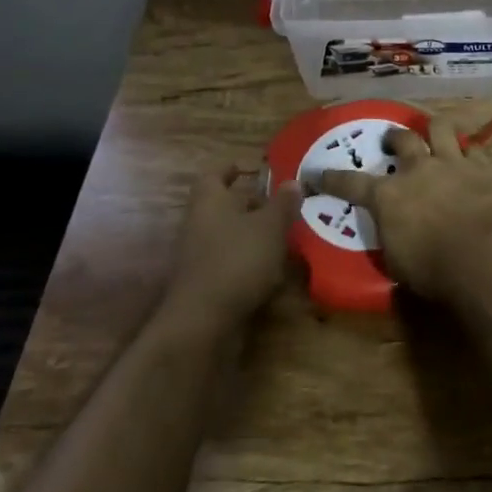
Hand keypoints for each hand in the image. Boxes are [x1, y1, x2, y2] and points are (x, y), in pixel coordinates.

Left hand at [162, 169, 302, 331]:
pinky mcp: (204, 284)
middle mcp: (198, 223)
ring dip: (252, 234)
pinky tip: (272, 270)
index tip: (254, 169)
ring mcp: (198, 256)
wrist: (202, 323)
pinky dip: (248, 261)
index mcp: (209, 200)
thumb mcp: (270, 227)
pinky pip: (229, 262)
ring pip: (228, 234)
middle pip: (223, 205)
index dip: (233, 168)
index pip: (215, 173)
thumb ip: (283, 203)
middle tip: (281, 204)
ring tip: (284, 236)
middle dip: (251, 204)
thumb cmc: (237, 259)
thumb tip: (293, 181)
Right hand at [319, 117, 491, 304]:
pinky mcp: (486, 168)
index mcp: (389, 196)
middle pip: (402, 140)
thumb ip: (392, 239)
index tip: (317, 173)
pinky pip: (476, 149)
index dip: (332, 179)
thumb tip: (392, 233)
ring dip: (436, 130)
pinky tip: (473, 158)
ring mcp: (454, 163)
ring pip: (441, 128)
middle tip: (391, 140)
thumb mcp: (398, 263)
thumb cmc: (435, 269)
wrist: (488, 255)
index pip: (351, 183)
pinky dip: (471, 153)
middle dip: (394, 137)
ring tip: (435, 133)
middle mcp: (419, 169)